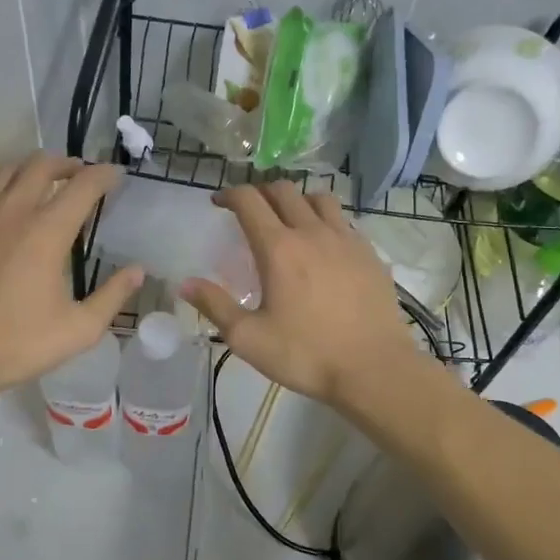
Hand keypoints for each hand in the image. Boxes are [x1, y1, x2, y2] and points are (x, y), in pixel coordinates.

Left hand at [0, 155, 142, 397]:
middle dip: (66, 163)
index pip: (83, 185)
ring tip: (39, 183)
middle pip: (41, 165)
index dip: (104, 175)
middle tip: (78, 174)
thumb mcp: (78, 329)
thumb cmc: (16, 344)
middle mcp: (10, 211)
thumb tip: (138, 272)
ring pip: (4, 172)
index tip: (115, 176)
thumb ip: (112, 296)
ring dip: (28, 171)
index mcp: (47, 231)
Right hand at [179, 181, 418, 405]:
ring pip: (319, 198)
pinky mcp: (370, 253)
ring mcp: (346, 239)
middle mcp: (312, 232)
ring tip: (289, 219)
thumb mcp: (248, 338)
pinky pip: (344, 221)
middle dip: (261, 192)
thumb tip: (184, 283)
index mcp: (279, 248)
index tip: (219, 203)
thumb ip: (215, 306)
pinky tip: (324, 245)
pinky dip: (326, 220)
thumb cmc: (306, 354)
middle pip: (284, 191)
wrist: (374, 368)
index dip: (229, 195)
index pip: (249, 201)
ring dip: (297, 200)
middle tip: (250, 210)